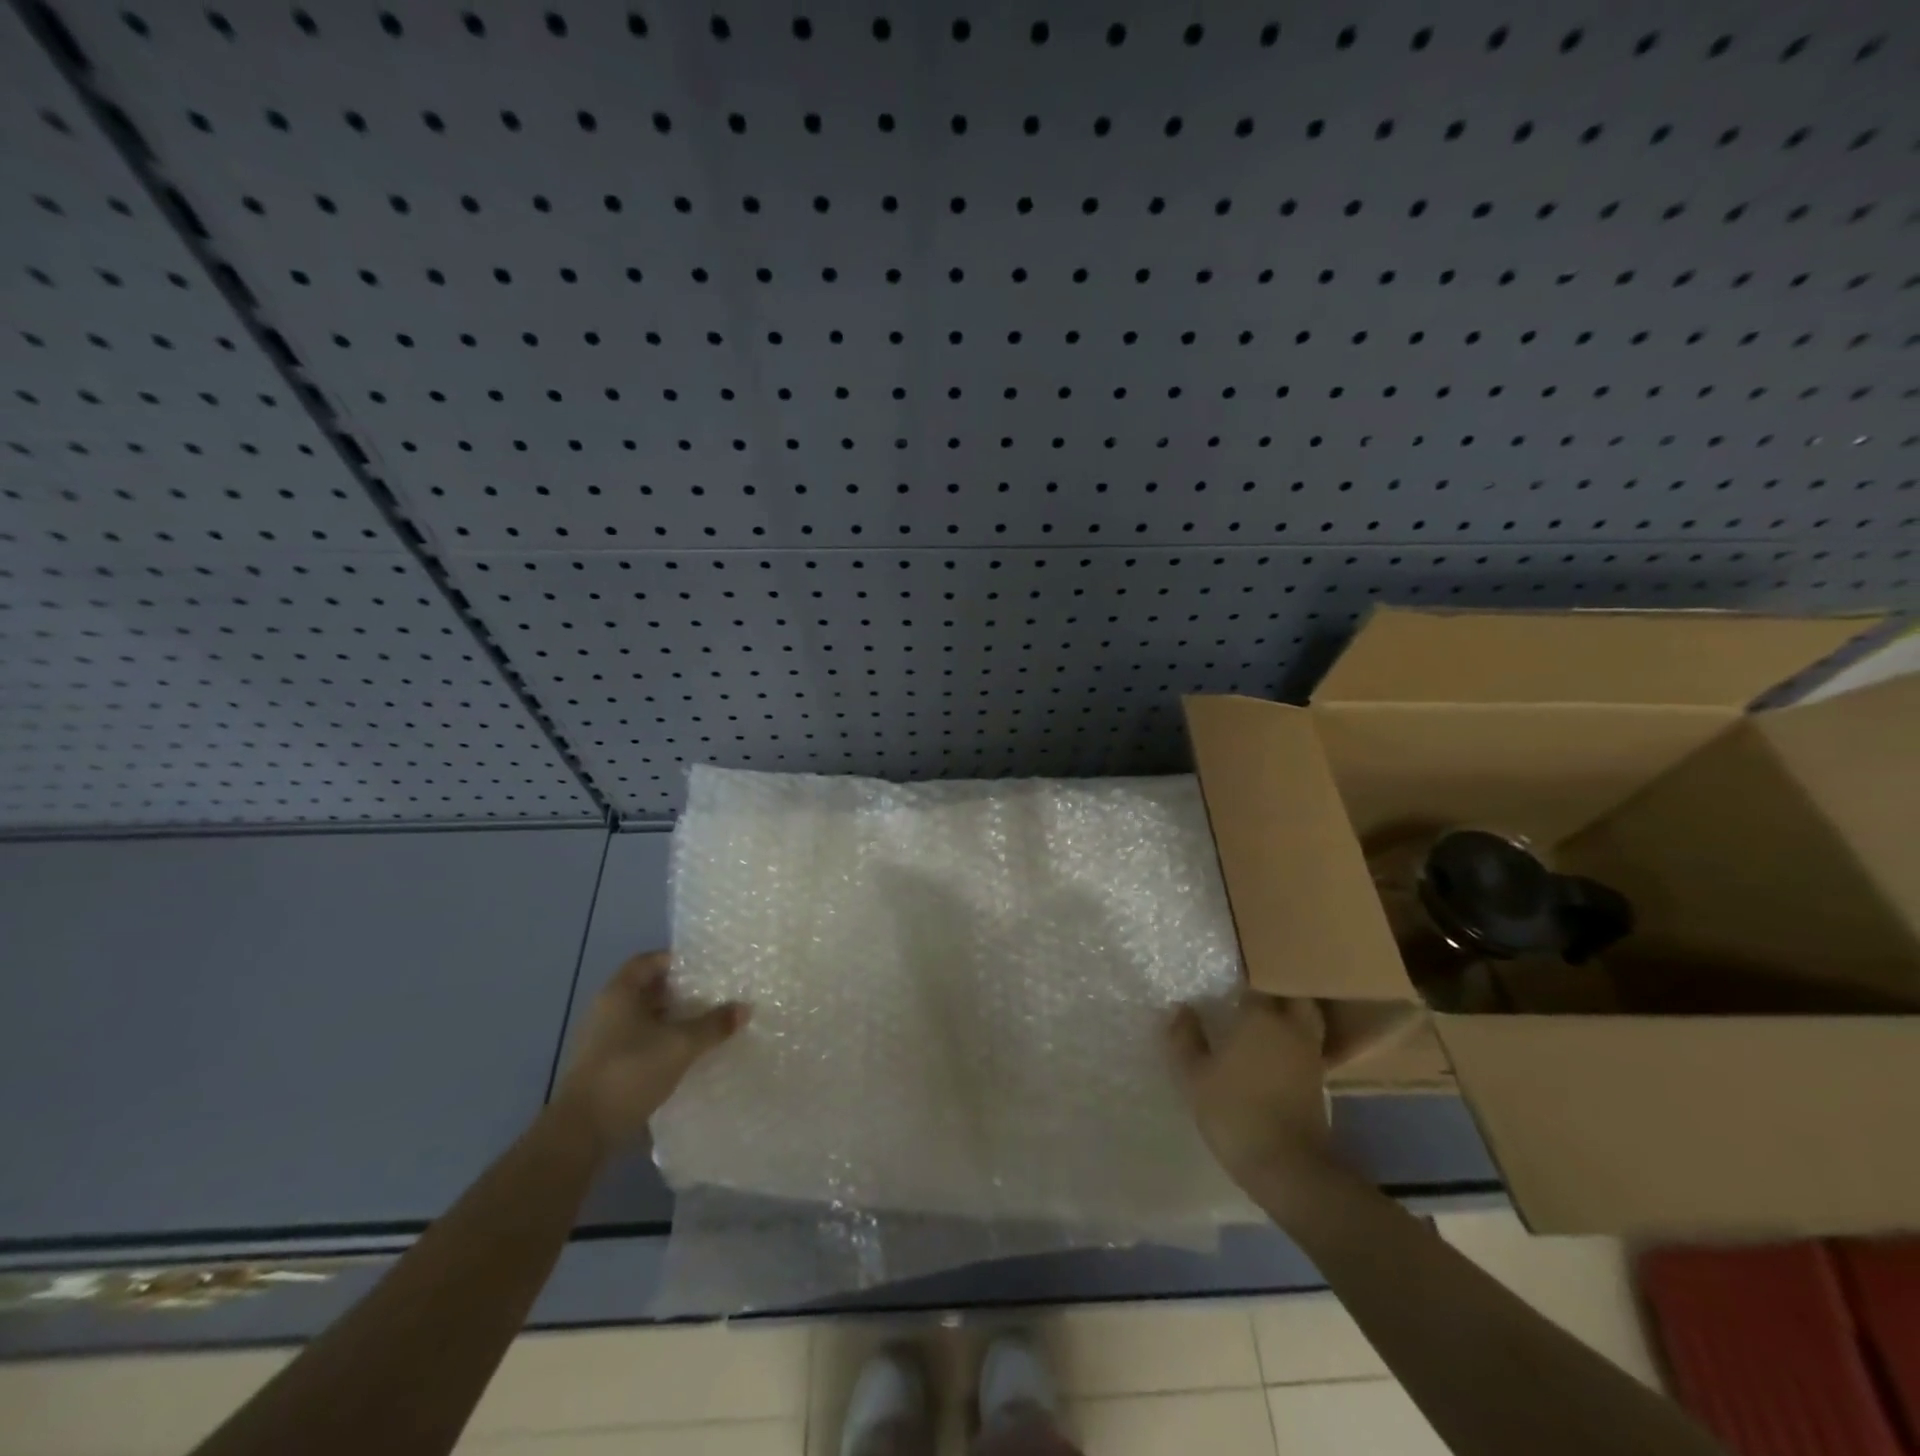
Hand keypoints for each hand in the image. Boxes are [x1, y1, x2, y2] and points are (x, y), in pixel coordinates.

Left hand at [551, 950, 747, 1156]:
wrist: (582, 1133)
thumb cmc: (630, 1072)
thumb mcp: (681, 1045)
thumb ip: (714, 1024)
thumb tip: (745, 1008)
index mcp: (619, 993)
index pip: (648, 961)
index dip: (676, 960)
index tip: (705, 969)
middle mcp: (607, 1010)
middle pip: (647, 990)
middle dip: (679, 992)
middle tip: (713, 996)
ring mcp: (603, 1041)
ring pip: (643, 1018)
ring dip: (672, 1020)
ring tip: (705, 1025)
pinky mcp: (605, 1067)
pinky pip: (639, 1043)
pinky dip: (661, 1043)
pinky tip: (684, 1055)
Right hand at [1167, 993, 1334, 1195]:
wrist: (1287, 1167)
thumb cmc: (1234, 1111)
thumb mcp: (1194, 1075)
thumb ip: (1185, 1037)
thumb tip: (1182, 1009)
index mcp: (1261, 1016)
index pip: (1256, 982)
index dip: (1242, 981)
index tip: (1226, 985)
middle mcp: (1291, 1027)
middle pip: (1292, 995)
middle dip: (1275, 991)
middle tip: (1249, 997)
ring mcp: (1310, 1055)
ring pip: (1305, 1020)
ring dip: (1288, 1016)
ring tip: (1260, 1023)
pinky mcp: (1318, 1082)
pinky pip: (1306, 1047)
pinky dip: (1293, 1043)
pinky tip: (1273, 1054)